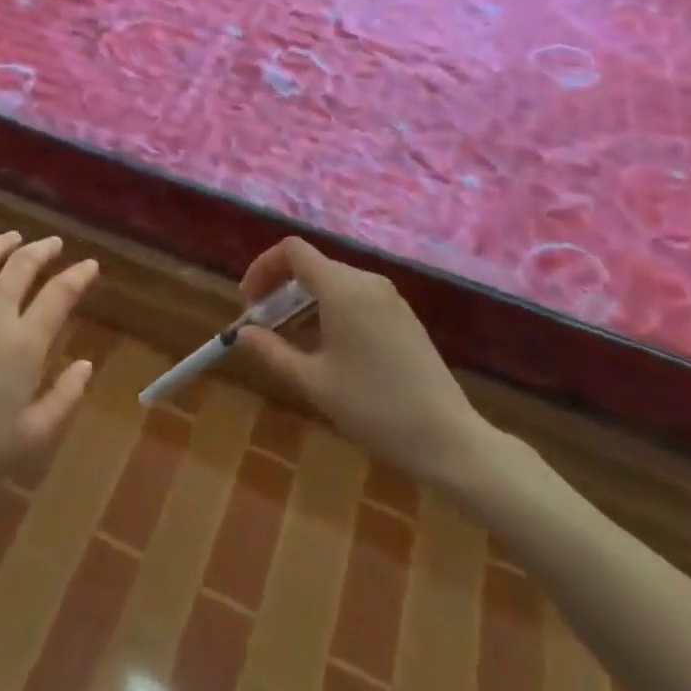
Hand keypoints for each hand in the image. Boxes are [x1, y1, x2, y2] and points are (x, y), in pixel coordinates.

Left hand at [0, 232, 97, 494]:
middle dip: (42, 250)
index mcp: (24, 342)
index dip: (78, 275)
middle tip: (53, 244)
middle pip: (21, 266)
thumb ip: (65, 397)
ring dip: (0, 244)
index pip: (59, 294)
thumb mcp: (33, 436)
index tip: (89, 265)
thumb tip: (86, 364)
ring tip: (13, 237)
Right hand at [233, 237, 496, 488]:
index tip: (249, 302)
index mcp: (342, 288)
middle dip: (281, 288)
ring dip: (304, 301)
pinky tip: (327, 348)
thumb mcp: (314, 383)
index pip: (292, 250)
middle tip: (263, 326)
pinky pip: (356, 297)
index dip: (263, 267)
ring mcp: (390, 298)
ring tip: (290, 340)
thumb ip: (272, 352)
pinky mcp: (403, 316)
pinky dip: (330, 309)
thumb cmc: (374, 408)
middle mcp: (367, 282)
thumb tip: (241, 333)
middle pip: (312, 265)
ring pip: (334, 282)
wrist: (449, 440)